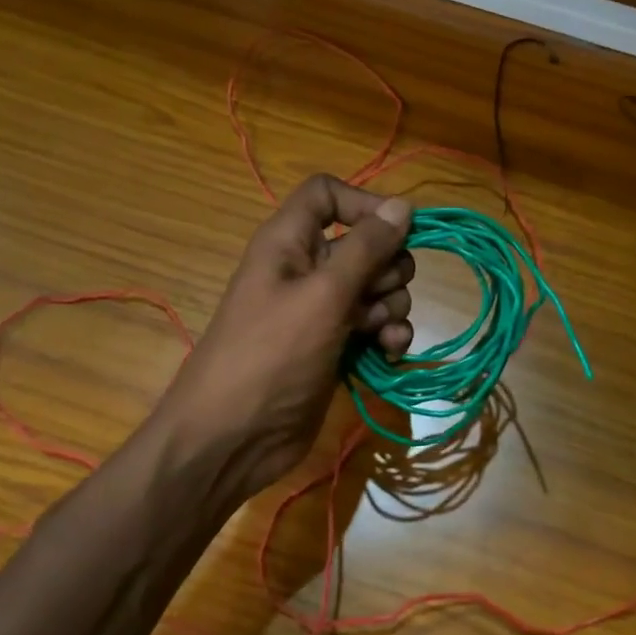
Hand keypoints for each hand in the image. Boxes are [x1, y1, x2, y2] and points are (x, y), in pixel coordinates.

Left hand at [153, 174, 413, 509]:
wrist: (233, 440)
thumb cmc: (271, 356)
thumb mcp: (323, 296)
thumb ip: (366, 249)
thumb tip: (403, 205)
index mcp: (289, 241)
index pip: (327, 194)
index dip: (363, 204)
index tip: (397, 230)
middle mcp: (307, 268)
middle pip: (366, 243)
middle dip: (387, 268)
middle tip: (378, 295)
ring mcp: (322, 310)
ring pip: (378, 287)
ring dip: (390, 307)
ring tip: (378, 333)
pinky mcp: (335, 345)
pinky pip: (375, 325)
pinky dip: (387, 335)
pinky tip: (389, 353)